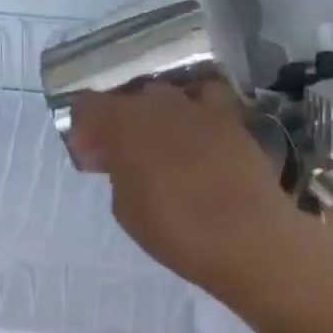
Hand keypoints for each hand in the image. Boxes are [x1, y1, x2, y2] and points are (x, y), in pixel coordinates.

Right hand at [68, 82, 294, 295]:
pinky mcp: (231, 117)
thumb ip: (117, 172)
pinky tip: (198, 133)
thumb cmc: (175, 228)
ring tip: (162, 144)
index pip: (88, 105)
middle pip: (127, 98)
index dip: (84, 128)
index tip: (92, 156)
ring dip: (156, 114)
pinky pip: (206, 99)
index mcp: (122, 122)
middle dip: (119, 122)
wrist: (248, 237)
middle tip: (123, 156)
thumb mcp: (125, 208)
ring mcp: (198, 106)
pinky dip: (196, 110)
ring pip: (166, 95)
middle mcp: (158, 102)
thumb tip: (121, 159)